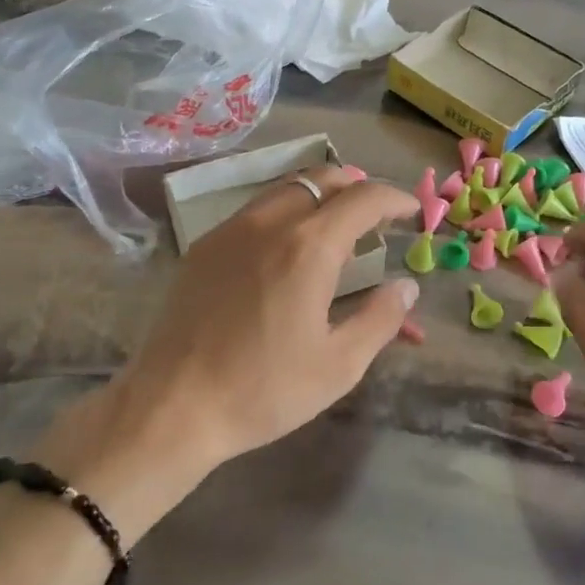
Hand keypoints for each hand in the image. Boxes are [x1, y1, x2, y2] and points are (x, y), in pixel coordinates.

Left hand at [36, 166, 418, 530]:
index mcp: (310, 246)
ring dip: (321, 194)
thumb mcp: (339, 366)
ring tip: (336, 226)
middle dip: (358, 187)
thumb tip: (406, 287)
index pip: (364, 198)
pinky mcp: (206, 244)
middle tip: (376, 217)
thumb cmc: (263, 390)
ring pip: (288, 187)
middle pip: (324, 177)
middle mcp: (271, 222)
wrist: (172, 407)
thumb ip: (381, 319)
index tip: (411, 212)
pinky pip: (257, 208)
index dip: (395, 199)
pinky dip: (287, 209)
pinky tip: (288, 246)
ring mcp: (233, 229)